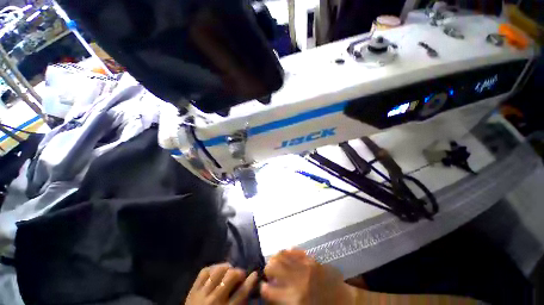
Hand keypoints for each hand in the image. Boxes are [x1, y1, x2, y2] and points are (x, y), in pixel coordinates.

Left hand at [185, 263, 257, 304]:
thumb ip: (239, 302)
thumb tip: (248, 287)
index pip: (242, 292)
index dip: (250, 281)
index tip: (255, 273)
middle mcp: (215, 299)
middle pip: (230, 277)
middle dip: (238, 272)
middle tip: (240, 275)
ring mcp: (202, 293)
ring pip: (218, 271)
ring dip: (226, 268)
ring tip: (229, 270)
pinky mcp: (193, 289)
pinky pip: (204, 272)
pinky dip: (212, 268)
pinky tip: (217, 269)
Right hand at [260, 249, 355, 304]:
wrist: (343, 302)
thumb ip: (282, 300)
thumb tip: (269, 289)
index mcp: (293, 299)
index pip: (268, 289)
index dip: (263, 287)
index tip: (263, 286)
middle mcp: (297, 279)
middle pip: (272, 265)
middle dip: (268, 269)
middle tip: (270, 274)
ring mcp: (305, 266)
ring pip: (281, 254)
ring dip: (276, 258)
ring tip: (276, 263)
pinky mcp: (311, 259)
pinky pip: (295, 251)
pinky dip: (287, 253)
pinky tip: (287, 256)